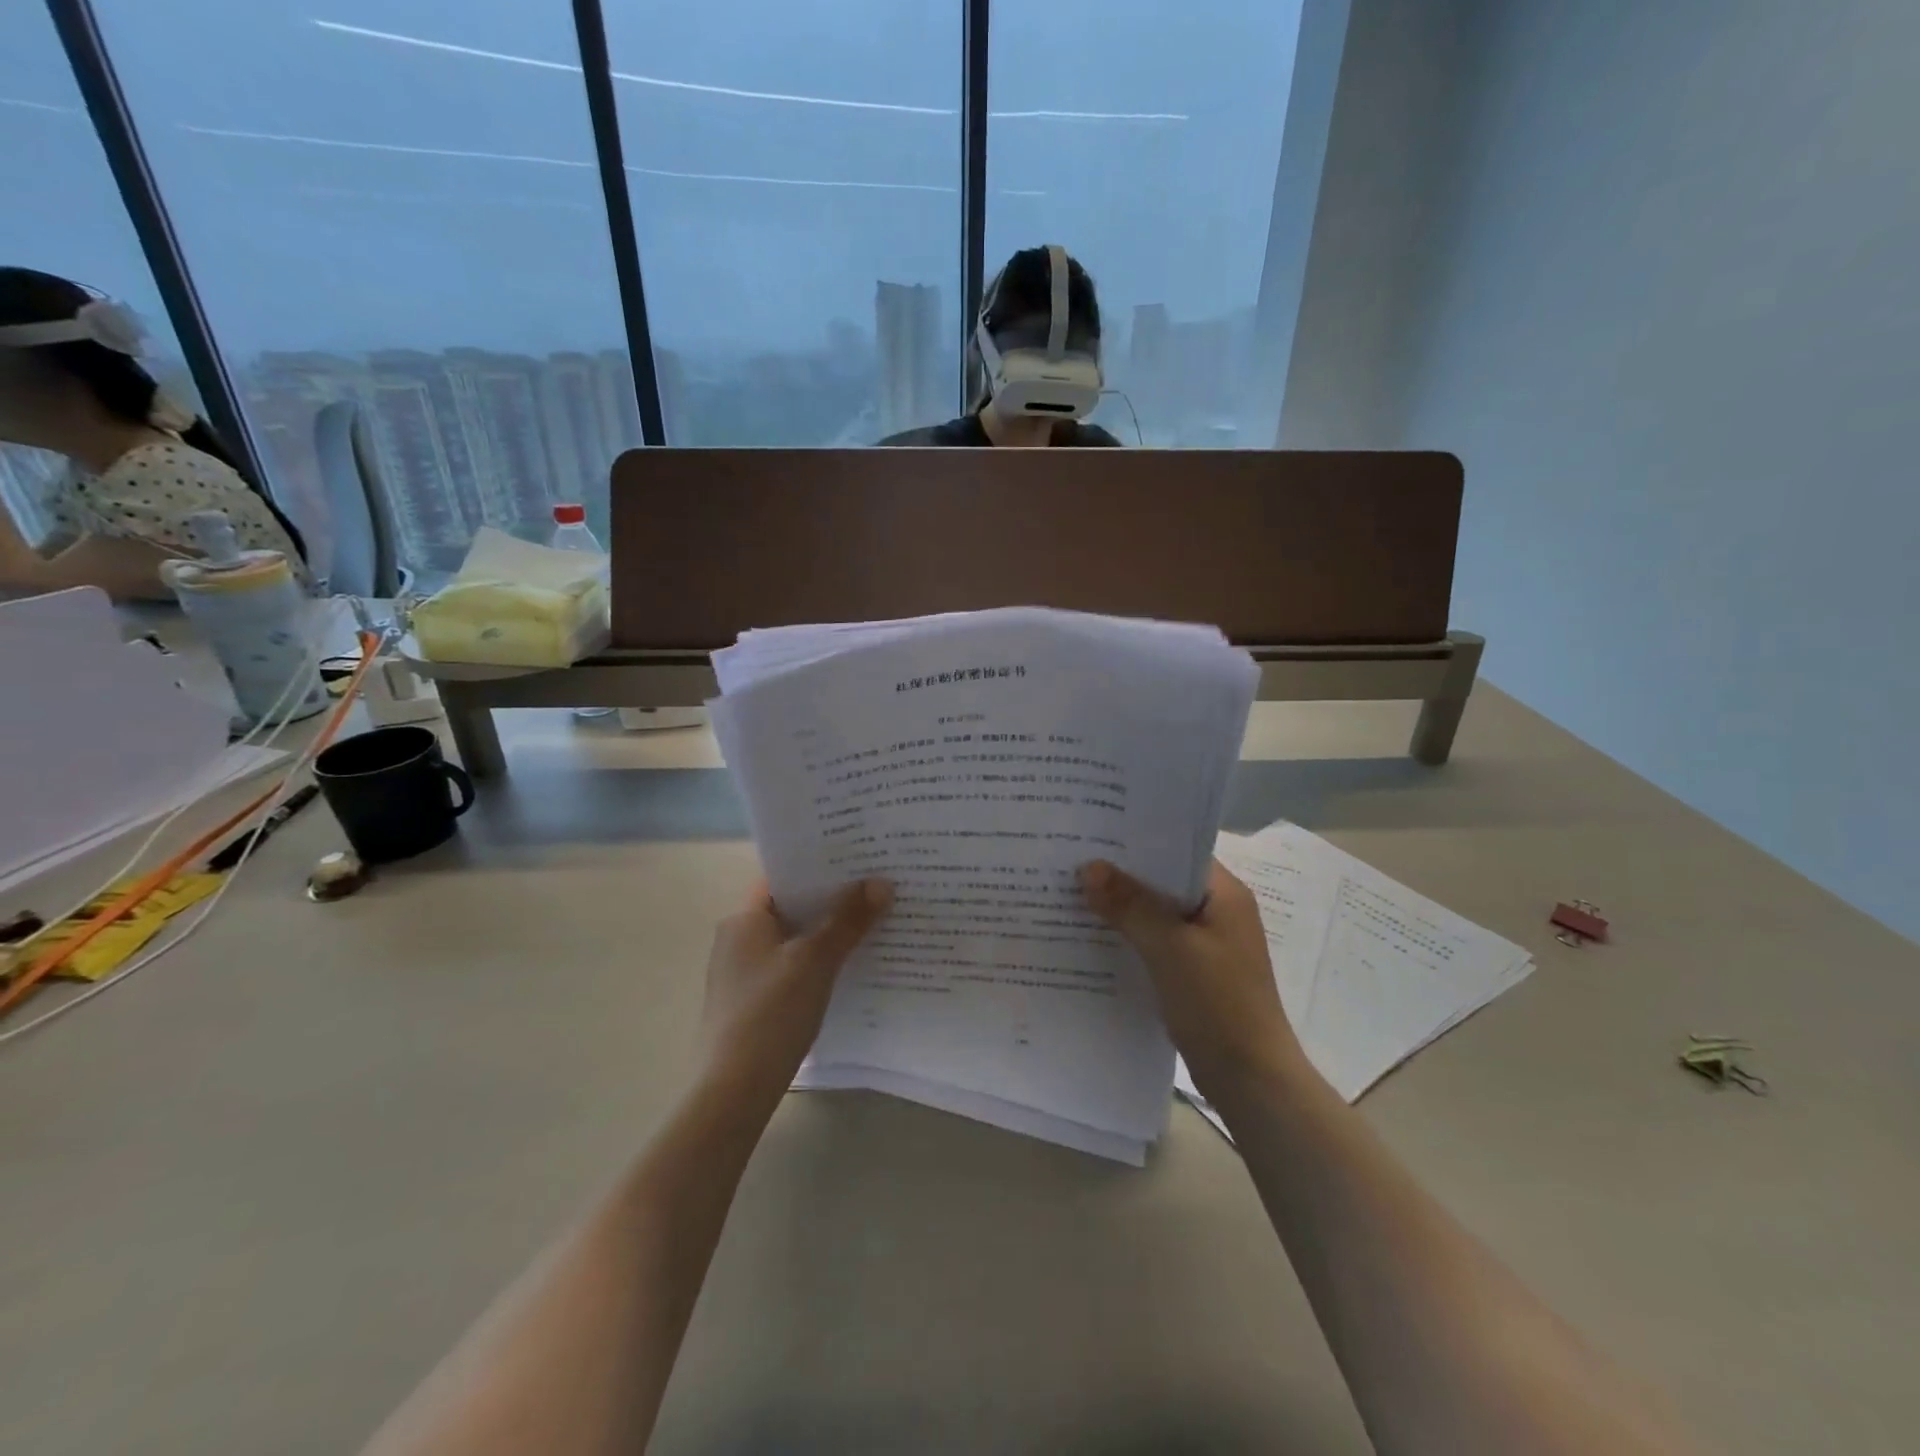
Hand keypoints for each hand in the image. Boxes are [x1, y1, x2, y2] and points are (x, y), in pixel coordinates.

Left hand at [697, 878, 891, 1112]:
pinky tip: (849, 969)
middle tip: (876, 889)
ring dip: (827, 934)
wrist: (733, 1092)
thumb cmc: (770, 1013)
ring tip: (873, 924)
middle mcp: (738, 939)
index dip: (818, 866)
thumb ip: (848, 920)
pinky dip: (817, 963)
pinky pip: (791, 968)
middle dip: (831, 901)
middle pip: (791, 908)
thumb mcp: (815, 961)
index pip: (782, 877)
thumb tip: (881, 882)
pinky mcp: (752, 1003)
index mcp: (744, 919)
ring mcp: (743, 974)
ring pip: (793, 940)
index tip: (858, 859)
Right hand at [1080, 859, 1303, 1103]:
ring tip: (1071, 895)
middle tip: (1071, 862)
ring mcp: (1207, 945)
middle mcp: (1218, 912)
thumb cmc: (1218, 1003)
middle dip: (1120, 875)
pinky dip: (1129, 938)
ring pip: (1156, 914)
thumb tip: (1088, 867)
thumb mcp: (1170, 947)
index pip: (1177, 851)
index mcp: (1224, 894)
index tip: (1092, 834)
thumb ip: (1130, 904)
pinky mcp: (1194, 974)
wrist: (1251, 1081)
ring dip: (1122, 908)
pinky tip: (1092, 939)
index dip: (1136, 842)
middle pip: (1162, 882)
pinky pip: (1155, 943)